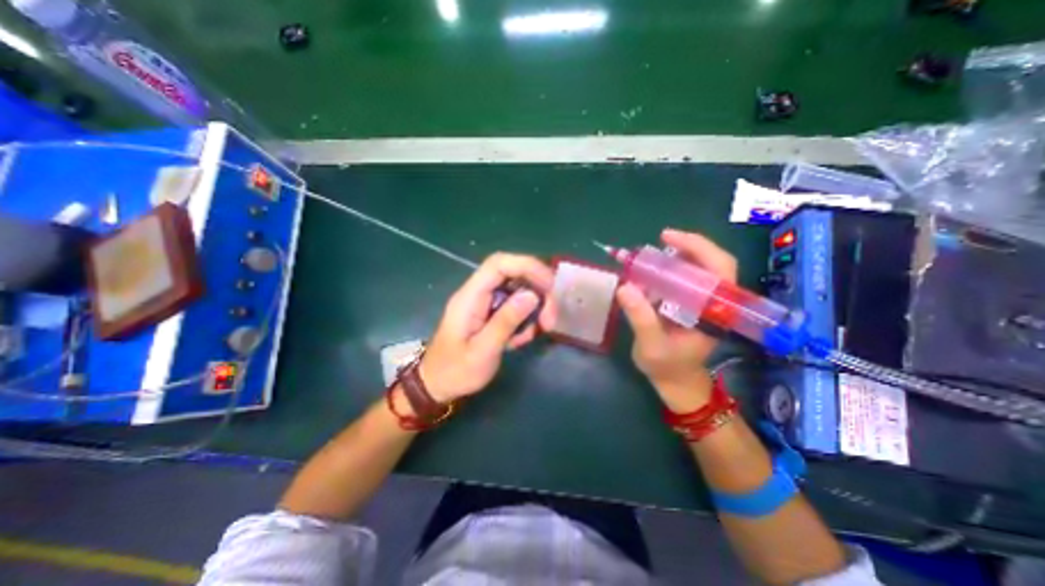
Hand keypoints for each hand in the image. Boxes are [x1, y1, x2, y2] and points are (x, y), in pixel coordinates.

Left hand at [420, 252, 559, 402]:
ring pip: (518, 291)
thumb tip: (533, 295)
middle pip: (513, 275)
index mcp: (470, 297)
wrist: (437, 384)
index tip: (550, 286)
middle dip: (538, 291)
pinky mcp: (490, 313)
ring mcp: (484, 302)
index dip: (527, 266)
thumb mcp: (483, 351)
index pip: (499, 264)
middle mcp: (478, 293)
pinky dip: (525, 320)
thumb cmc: (455, 371)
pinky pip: (515, 306)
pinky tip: (520, 339)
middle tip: (550, 318)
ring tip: (538, 332)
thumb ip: (505, 322)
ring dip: (535, 308)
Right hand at [614, 228, 736, 412]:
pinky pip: (686, 278)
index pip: (720, 270)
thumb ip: (641, 318)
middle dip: (689, 246)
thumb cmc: (667, 367)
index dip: (699, 247)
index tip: (668, 237)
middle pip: (713, 263)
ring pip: (700, 268)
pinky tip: (652, 270)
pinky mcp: (692, 303)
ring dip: (678, 255)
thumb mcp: (651, 345)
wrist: (675, 381)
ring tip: (652, 254)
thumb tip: (625, 287)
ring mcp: (704, 302)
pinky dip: (670, 269)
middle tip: (661, 238)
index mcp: (715, 312)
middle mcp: (715, 303)